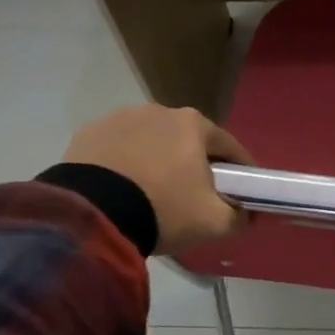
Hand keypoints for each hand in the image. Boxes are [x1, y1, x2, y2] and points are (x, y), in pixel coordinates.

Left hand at [62, 105, 253, 254]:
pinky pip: (117, 150)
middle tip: (196, 196)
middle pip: (189, 141)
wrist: (90, 216)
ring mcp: (119, 119)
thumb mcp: (214, 222)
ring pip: (151, 143)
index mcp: (194, 124)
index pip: (229, 147)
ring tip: (153, 195)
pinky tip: (121, 191)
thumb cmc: (163, 210)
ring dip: (158, 162)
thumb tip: (247, 213)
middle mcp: (159, 111)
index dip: (241, 171)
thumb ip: (240, 216)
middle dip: (196, 165)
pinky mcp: (87, 134)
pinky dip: (124, 165)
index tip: (244, 191)